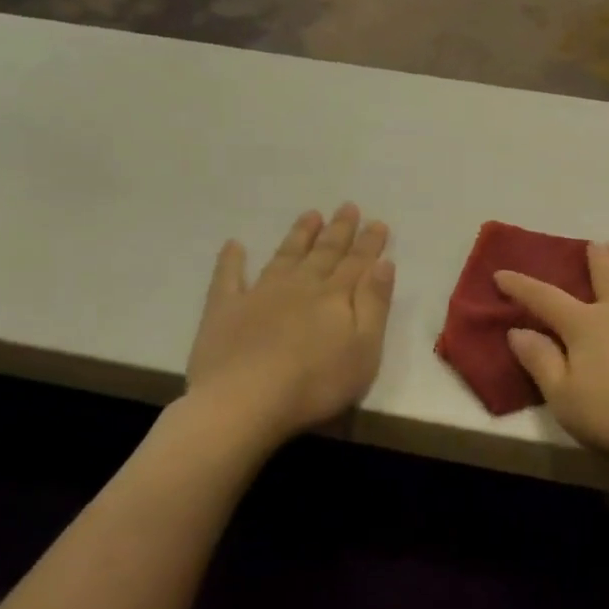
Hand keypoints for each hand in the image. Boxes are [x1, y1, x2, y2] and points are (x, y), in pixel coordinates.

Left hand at [184, 204, 394, 442]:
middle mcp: (300, 286)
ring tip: (310, 215)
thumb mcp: (364, 349)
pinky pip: (228, 277)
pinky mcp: (225, 310)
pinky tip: (234, 245)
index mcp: (335, 297)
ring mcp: (259, 294)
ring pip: (284, 257)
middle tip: (347, 206)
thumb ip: (374, 304)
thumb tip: (384, 263)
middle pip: (324, 253)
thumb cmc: (316, 383)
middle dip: (338, 230)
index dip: (369, 243)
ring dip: (299, 235)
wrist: (244, 401)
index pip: (358, 263)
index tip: (377, 222)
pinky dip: (231, 260)